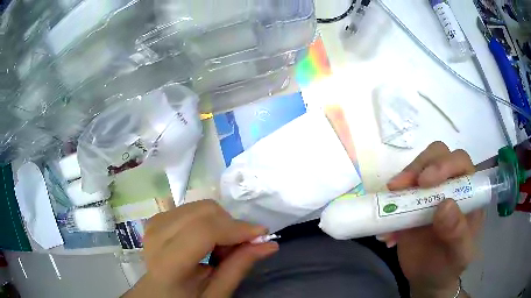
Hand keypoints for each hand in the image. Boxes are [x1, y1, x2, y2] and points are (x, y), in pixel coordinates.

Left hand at [123, 200, 278, 297]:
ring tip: (220, 248)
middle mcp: (156, 237)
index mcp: (168, 264)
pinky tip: (205, 240)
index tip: (261, 234)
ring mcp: (154, 224)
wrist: (157, 293)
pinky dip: (207, 221)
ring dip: (219, 223)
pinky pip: (190, 208)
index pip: (203, 232)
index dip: (235, 228)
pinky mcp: (157, 219)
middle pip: (202, 212)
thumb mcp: (216, 294)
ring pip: (199, 206)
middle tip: (237, 248)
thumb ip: (239, 267)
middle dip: (229, 225)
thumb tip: (269, 244)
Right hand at [386, 142, 483, 297]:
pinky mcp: (412, 203)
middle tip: (400, 186)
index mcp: (469, 192)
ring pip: (418, 169)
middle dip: (419, 166)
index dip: (444, 164)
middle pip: (437, 155)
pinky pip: (399, 193)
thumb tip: (445, 205)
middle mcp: (451, 185)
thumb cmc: (449, 266)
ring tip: (389, 201)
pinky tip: (387, 230)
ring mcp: (430, 193)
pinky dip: (389, 204)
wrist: (428, 279)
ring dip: (402, 181)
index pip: (460, 162)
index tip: (425, 181)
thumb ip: (457, 233)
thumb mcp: (458, 254)